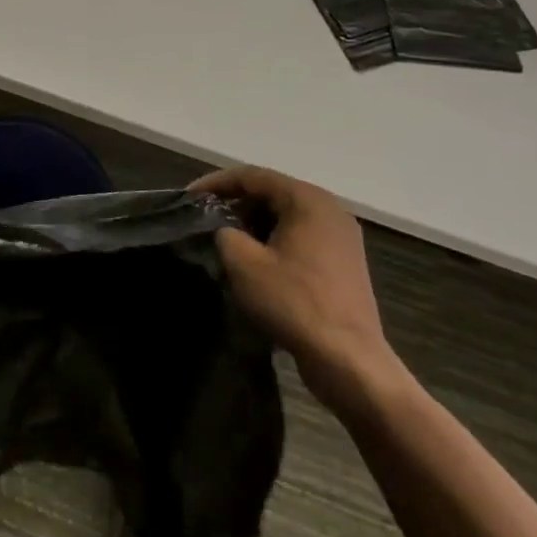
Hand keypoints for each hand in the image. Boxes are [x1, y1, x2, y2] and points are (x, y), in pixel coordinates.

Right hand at [192, 166, 405, 416]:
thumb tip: (224, 231)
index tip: (189, 198)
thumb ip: (224, 233)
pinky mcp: (344, 263)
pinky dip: (274, 241)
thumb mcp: (244, 263)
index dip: (216, 183)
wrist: (348, 359)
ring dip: (254, 224)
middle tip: (205, 219)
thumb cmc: (294, 302)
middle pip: (272, 193)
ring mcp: (341, 237)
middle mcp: (330, 210)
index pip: (253, 176)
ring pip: (286, 217)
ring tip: (225, 241)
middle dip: (235, 204)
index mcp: (308, 200)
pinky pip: (301, 237)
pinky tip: (256, 263)